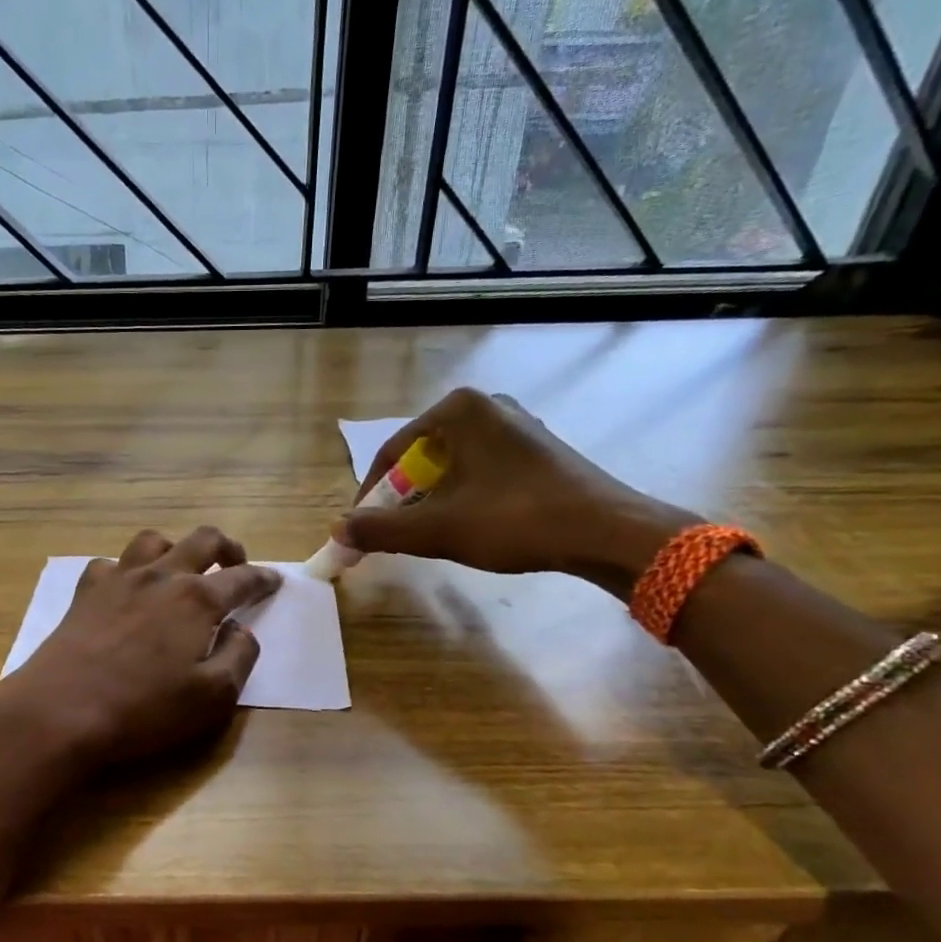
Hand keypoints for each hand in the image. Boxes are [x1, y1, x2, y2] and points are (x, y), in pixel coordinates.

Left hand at [0, 526, 281, 772]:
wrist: (61, 711)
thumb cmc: (144, 709)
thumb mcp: (213, 697)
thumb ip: (239, 657)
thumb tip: (241, 629)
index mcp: (197, 600)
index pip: (242, 578)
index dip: (263, 579)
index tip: (274, 581)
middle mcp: (161, 576)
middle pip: (202, 540)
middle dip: (227, 548)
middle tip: (235, 564)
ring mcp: (119, 579)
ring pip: (154, 541)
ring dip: (175, 548)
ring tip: (180, 569)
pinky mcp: (85, 592)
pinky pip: (111, 563)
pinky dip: (127, 569)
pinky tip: (127, 590)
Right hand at [335, 388, 697, 594]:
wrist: (605, 531)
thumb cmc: (514, 520)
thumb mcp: (437, 529)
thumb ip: (380, 529)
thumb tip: (336, 533)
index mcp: (458, 411)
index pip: (392, 452)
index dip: (370, 495)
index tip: (361, 529)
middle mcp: (486, 406)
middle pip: (421, 457)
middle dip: (402, 498)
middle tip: (395, 534)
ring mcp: (517, 425)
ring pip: (452, 466)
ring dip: (432, 500)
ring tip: (431, 535)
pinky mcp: (538, 449)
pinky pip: (481, 469)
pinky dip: (464, 495)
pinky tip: (471, 525)